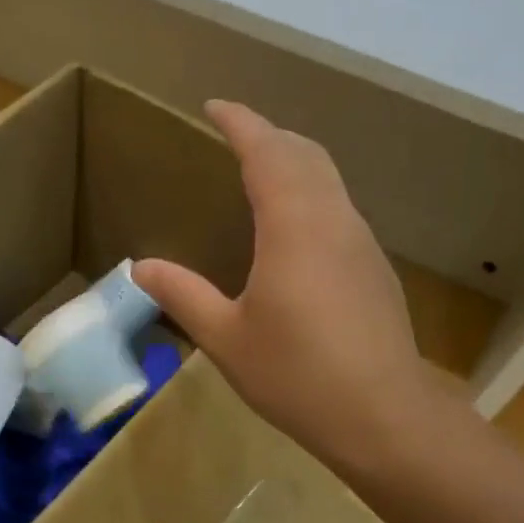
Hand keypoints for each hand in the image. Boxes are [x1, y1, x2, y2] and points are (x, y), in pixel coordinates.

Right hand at [133, 100, 439, 477]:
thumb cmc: (295, 375)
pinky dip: (311, 194)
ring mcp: (361, 244)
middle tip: (236, 135)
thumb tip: (141, 267)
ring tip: (262, 171)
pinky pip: (339, 209)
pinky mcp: (374, 269)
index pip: (268, 153)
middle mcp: (333, 221)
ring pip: (329, 180)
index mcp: (293, 228)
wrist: (382, 416)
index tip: (215, 106)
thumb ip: (183, 295)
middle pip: (306, 154)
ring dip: (295, 161)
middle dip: (270, 135)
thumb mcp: (225, 338)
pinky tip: (294, 228)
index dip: (241, 123)